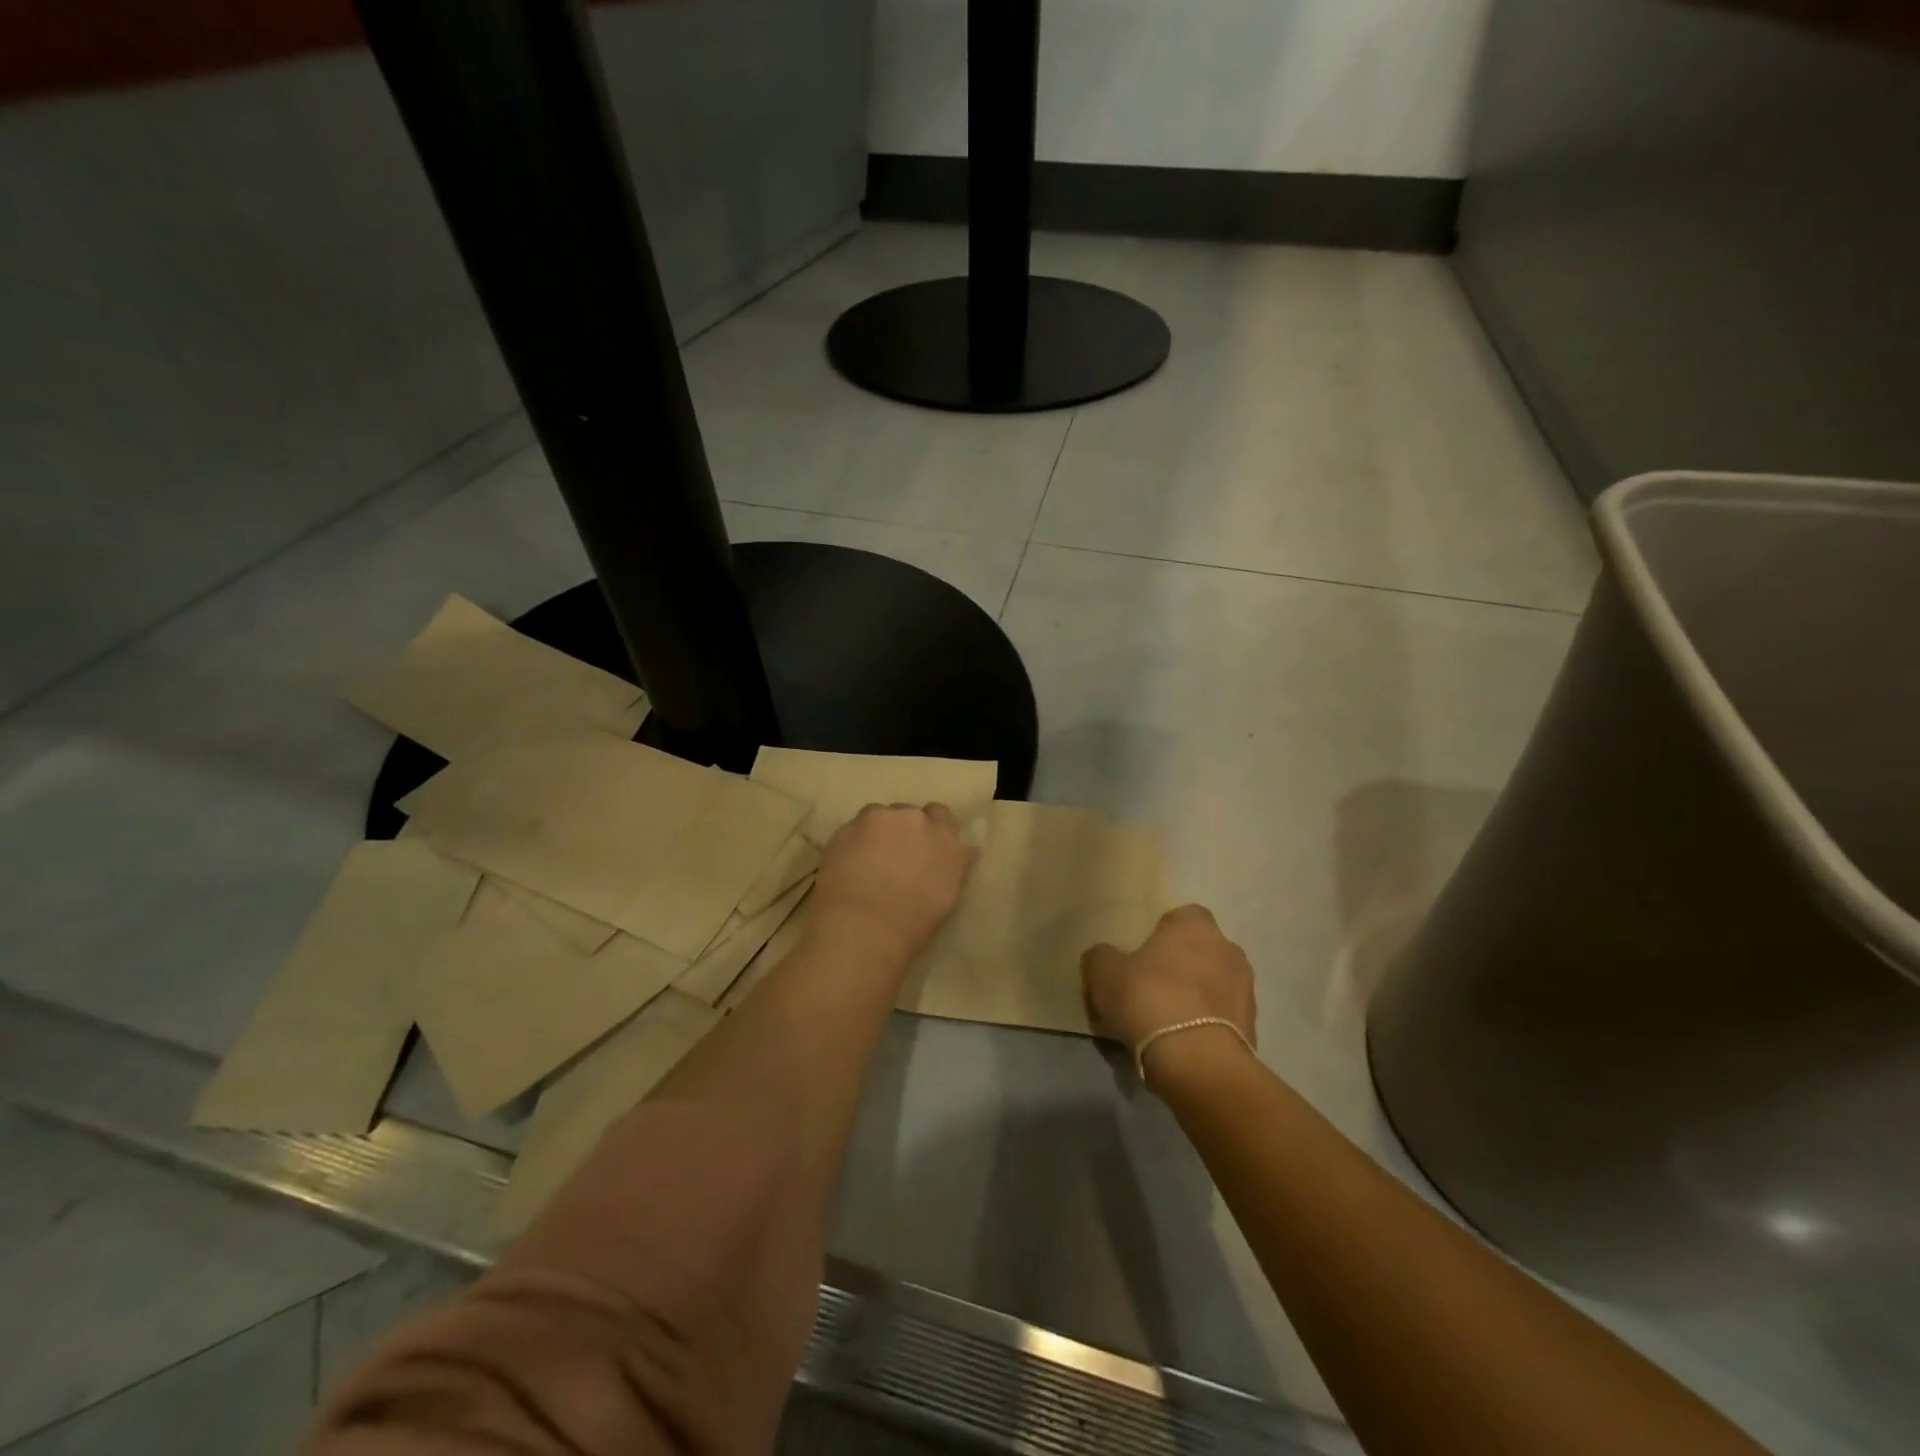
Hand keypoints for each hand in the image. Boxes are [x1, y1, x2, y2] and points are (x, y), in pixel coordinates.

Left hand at [811, 803, 977, 960]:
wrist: (862, 928)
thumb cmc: (912, 924)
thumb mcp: (947, 896)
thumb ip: (956, 866)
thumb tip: (967, 851)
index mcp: (945, 838)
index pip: (942, 815)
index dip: (931, 829)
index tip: (924, 847)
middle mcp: (914, 819)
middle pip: (909, 814)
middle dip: (903, 830)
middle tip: (894, 858)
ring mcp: (878, 819)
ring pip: (878, 816)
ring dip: (877, 831)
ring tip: (867, 860)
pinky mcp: (846, 827)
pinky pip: (853, 829)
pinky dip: (853, 842)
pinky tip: (847, 865)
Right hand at [1082, 905, 1256, 1075]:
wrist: (1198, 1062)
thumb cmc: (1149, 1000)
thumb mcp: (1104, 973)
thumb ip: (1102, 956)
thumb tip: (1105, 955)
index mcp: (1195, 925)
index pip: (1181, 916)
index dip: (1161, 933)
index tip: (1142, 955)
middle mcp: (1228, 948)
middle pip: (1201, 950)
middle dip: (1182, 965)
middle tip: (1152, 988)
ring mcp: (1246, 988)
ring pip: (1214, 984)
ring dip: (1196, 996)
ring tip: (1167, 1022)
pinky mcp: (1252, 1027)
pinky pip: (1222, 1018)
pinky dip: (1206, 1025)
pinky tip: (1183, 1043)